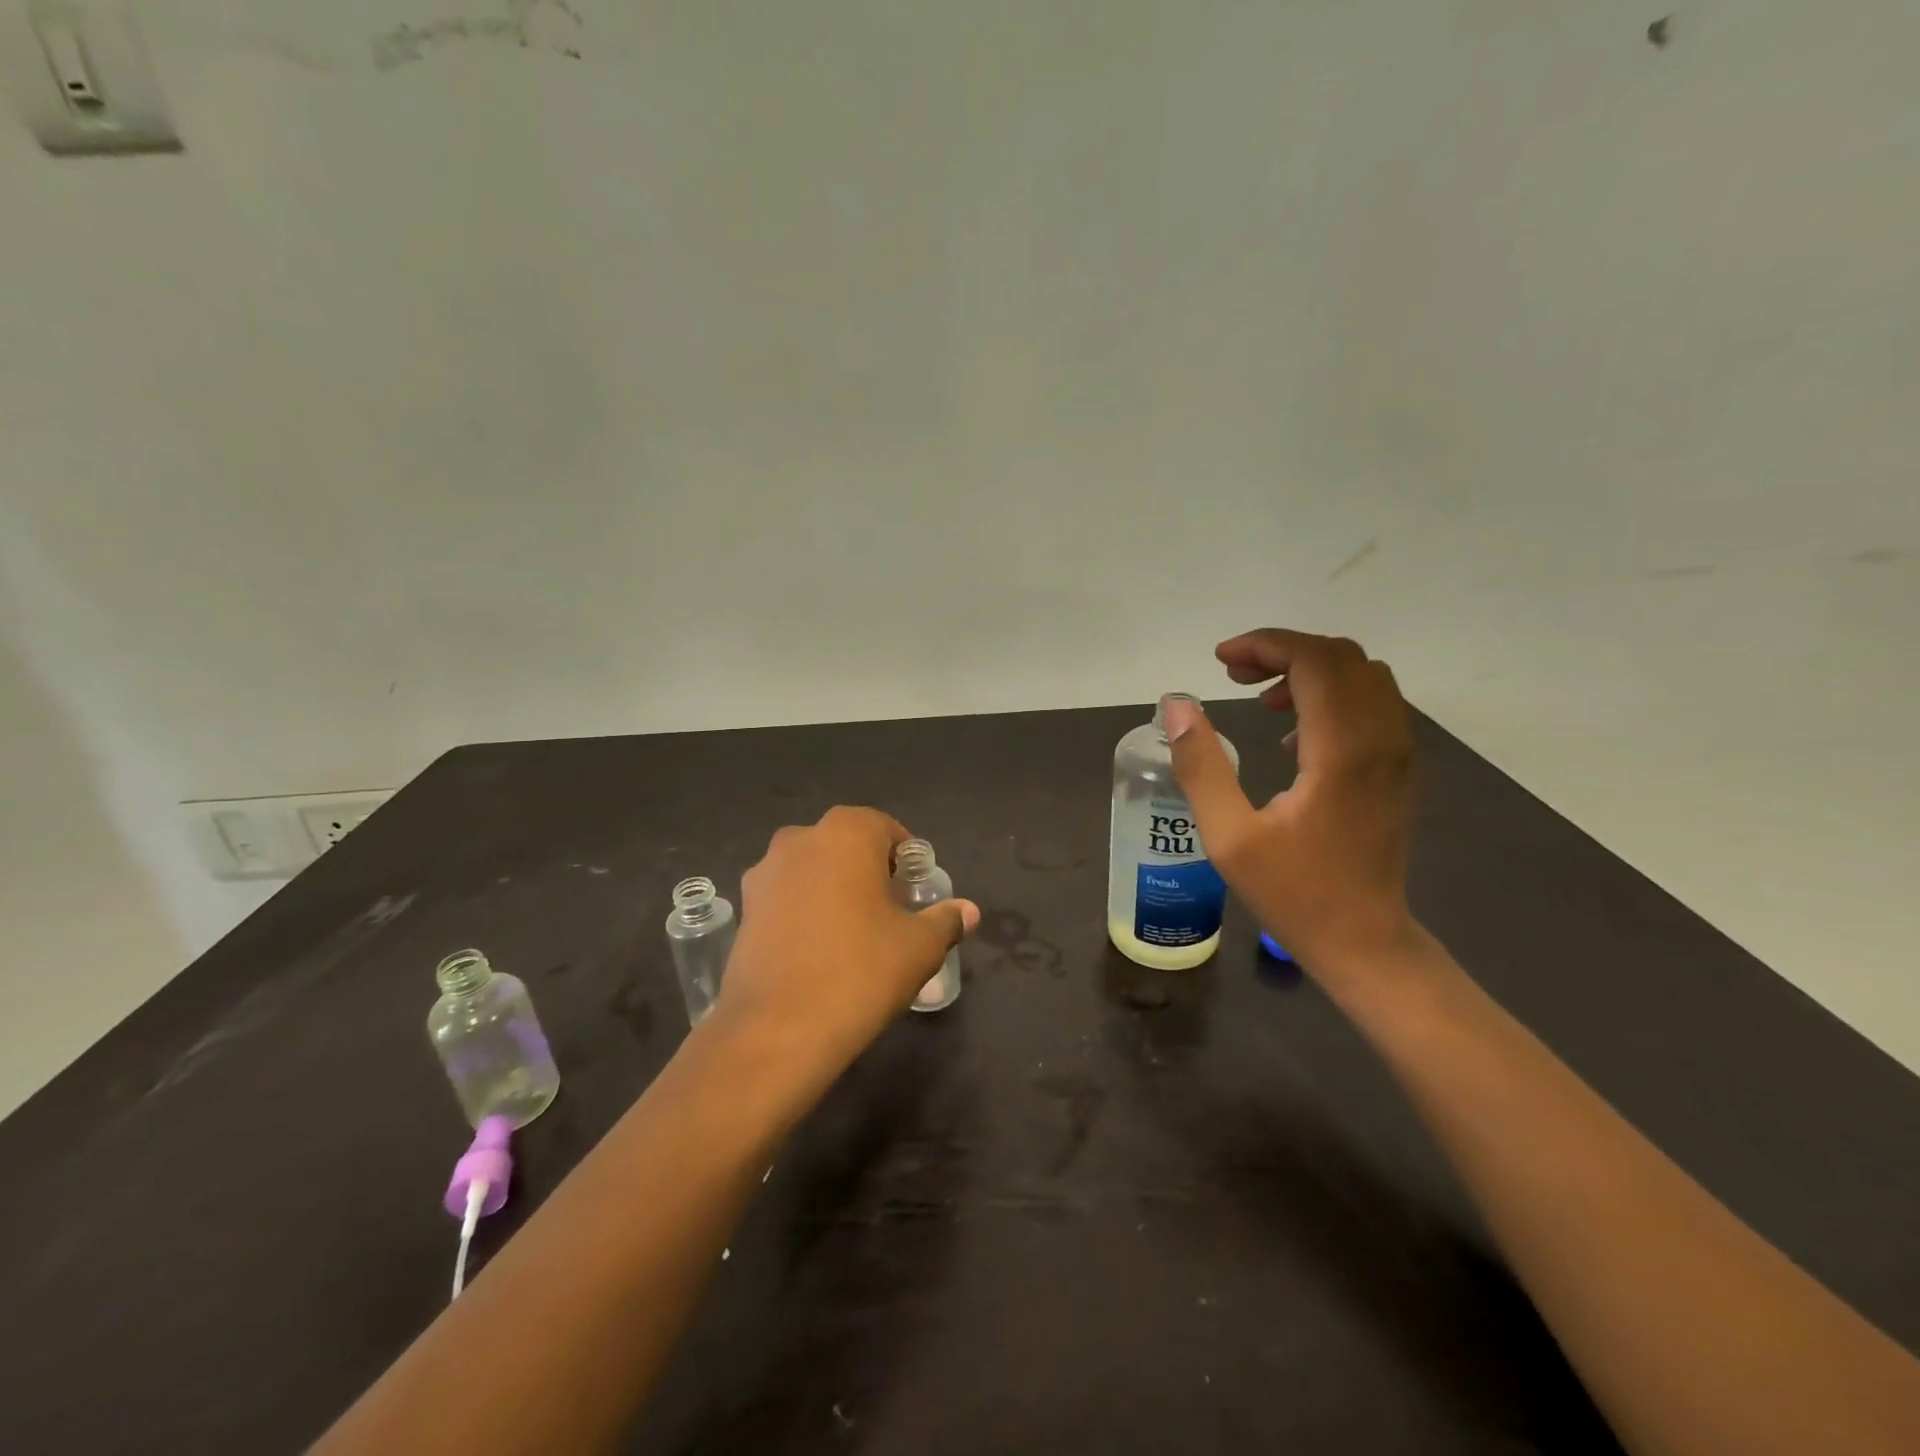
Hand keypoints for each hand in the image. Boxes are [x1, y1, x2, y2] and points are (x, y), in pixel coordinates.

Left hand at [716, 807, 978, 1074]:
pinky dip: (803, 911)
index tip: (914, 891)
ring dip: (832, 888)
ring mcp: (764, 872)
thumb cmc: (860, 971)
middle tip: (888, 911)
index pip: (886, 828)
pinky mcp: (744, 908)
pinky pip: (785, 897)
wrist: (777, 1029)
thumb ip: (945, 920)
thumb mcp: (919, 947)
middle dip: (868, 870)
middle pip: (846, 845)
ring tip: (851, 933)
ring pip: (812, 869)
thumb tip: (968, 911)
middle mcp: (800, 838)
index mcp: (847, 832)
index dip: (905, 858)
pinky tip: (816, 950)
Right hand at [1161, 630, 1416, 976]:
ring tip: (1258, 698)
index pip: (1316, 661)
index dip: (1266, 645)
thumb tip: (1177, 705)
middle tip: (1233, 674)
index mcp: (1343, 752)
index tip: (1220, 661)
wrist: (1365, 942)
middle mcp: (1382, 741)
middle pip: (1342, 658)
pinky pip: (1372, 703)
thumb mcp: (1229, 836)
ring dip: (1308, 671)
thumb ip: (1200, 766)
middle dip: (1284, 651)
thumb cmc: (1294, 893)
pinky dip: (1330, 695)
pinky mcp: (1398, 769)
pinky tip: (1293, 735)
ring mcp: (1398, 754)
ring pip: (1362, 676)